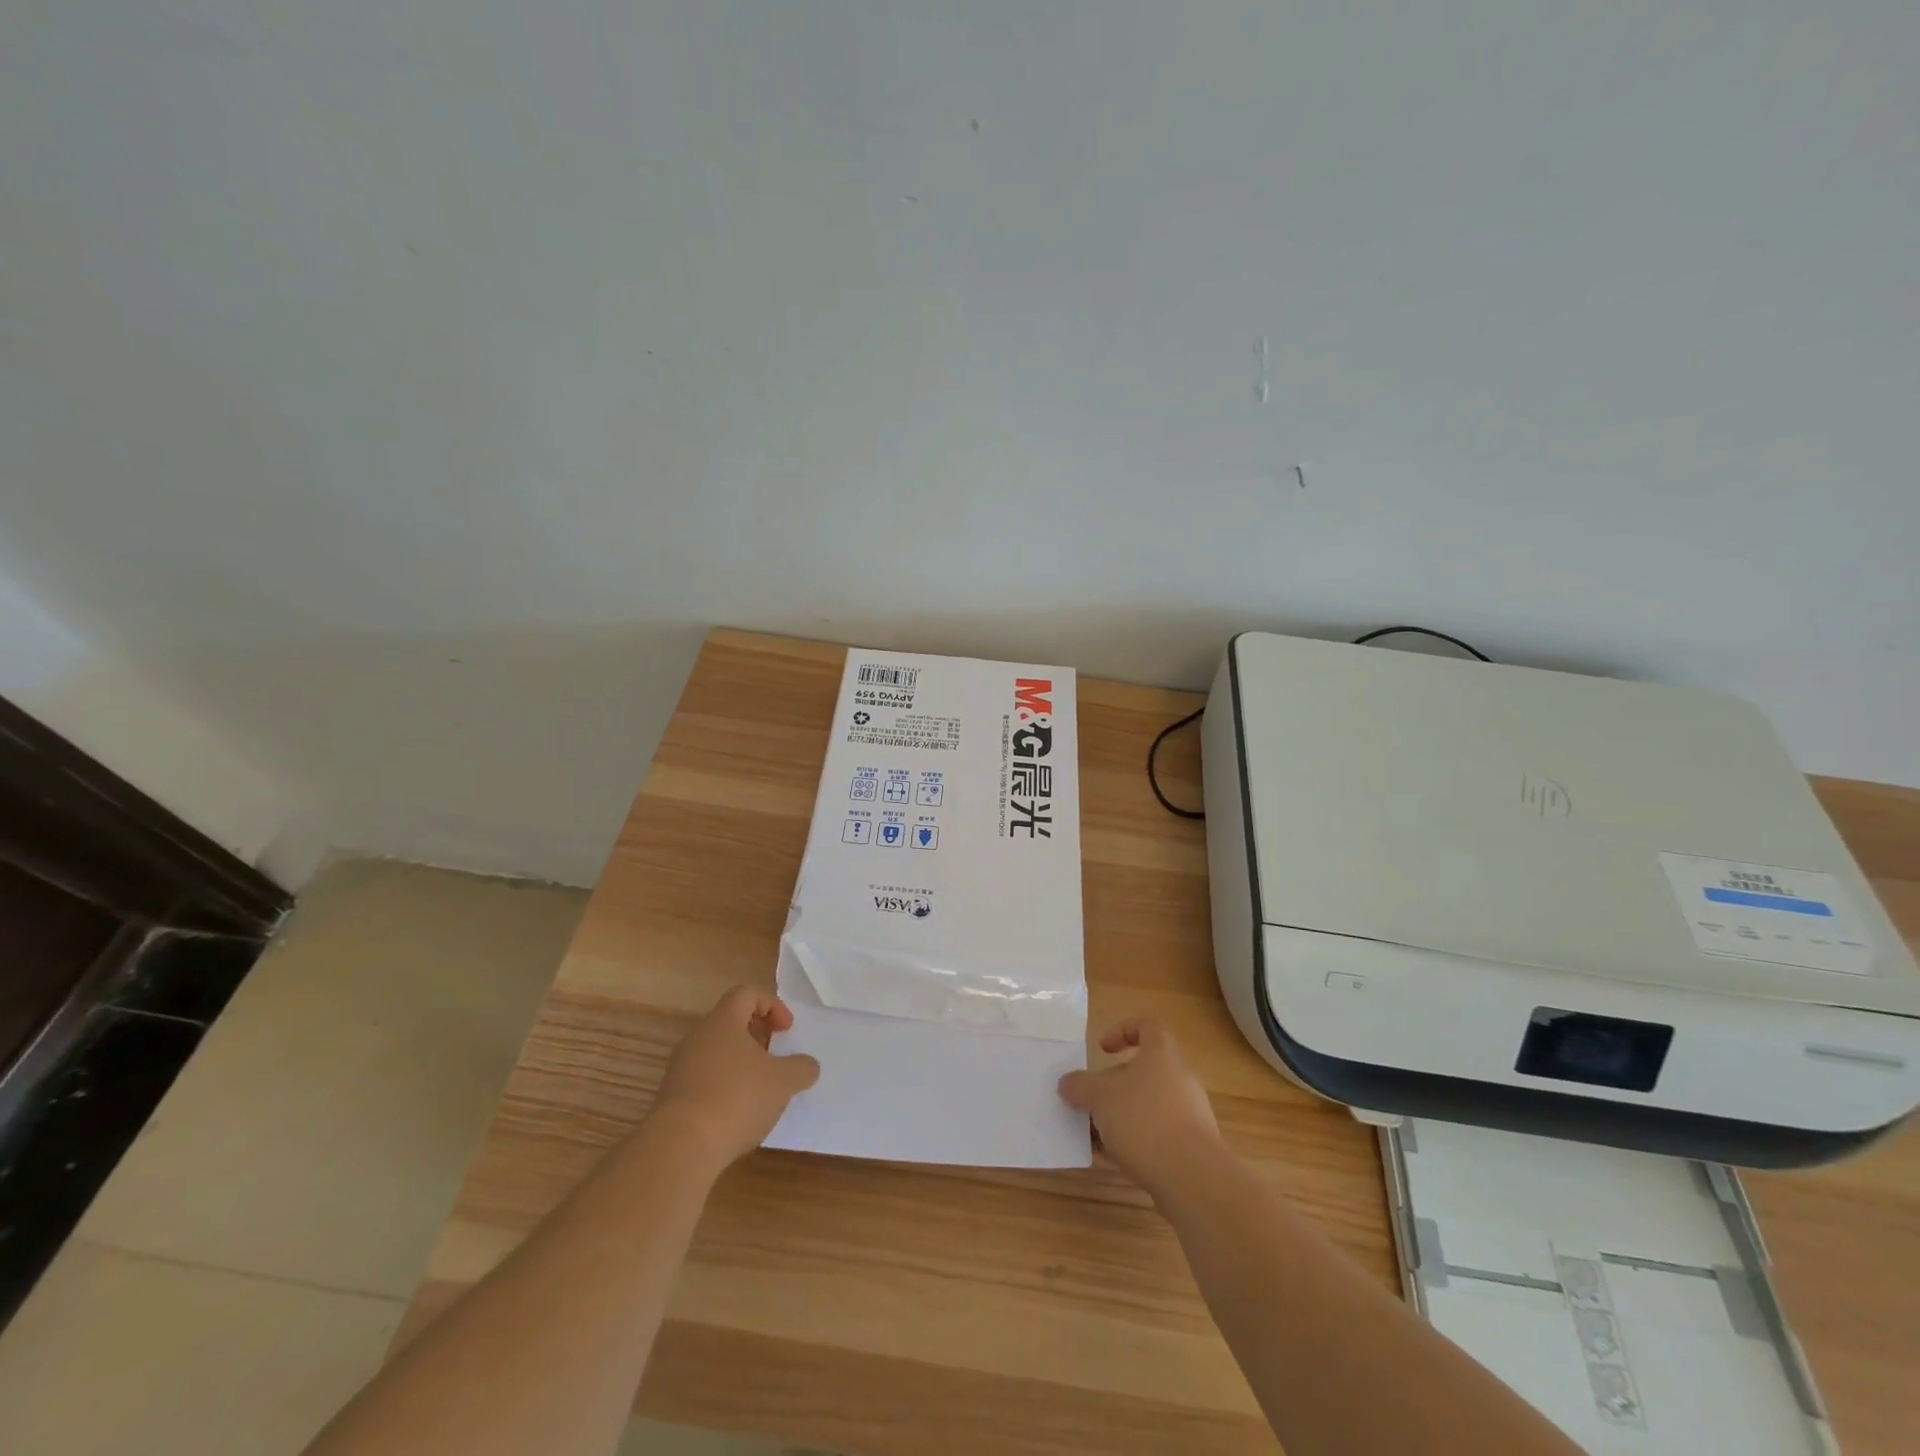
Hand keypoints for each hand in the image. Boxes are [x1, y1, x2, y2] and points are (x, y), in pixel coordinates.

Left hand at [653, 987, 820, 1166]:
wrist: (680, 1147)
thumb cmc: (737, 1098)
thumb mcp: (783, 1081)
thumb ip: (801, 1068)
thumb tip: (808, 1065)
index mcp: (723, 1022)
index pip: (746, 994)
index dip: (771, 1005)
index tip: (786, 1029)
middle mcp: (698, 1038)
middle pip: (730, 1023)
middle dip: (757, 1036)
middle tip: (775, 1057)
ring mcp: (681, 1069)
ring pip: (716, 1054)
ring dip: (740, 1065)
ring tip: (760, 1090)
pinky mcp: (672, 1099)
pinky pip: (703, 1081)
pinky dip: (724, 1089)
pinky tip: (738, 1115)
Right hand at [1058, 1020, 1223, 1197]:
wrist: (1193, 1178)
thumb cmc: (1144, 1120)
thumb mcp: (1100, 1097)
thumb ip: (1080, 1086)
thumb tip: (1067, 1083)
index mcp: (1162, 1055)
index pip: (1147, 1027)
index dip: (1123, 1031)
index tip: (1102, 1050)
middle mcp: (1179, 1078)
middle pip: (1143, 1071)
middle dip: (1113, 1085)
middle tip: (1091, 1100)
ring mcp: (1189, 1114)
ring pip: (1148, 1105)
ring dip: (1121, 1116)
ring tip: (1095, 1134)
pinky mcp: (1191, 1147)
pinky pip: (1157, 1134)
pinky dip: (1135, 1140)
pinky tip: (1113, 1158)